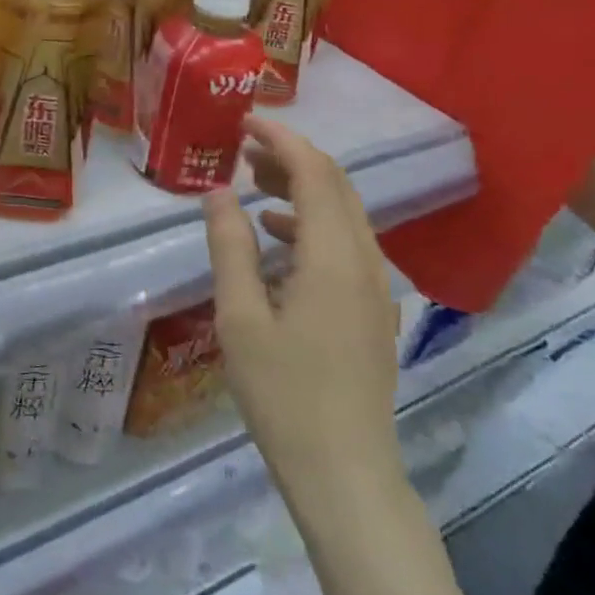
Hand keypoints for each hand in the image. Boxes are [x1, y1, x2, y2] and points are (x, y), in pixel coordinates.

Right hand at [204, 117, 404, 499]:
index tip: (244, 122)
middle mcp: (365, 261)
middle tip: (243, 150)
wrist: (345, 472)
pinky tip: (276, 239)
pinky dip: (312, 225)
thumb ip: (230, 247)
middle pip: (335, 187)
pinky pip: (346, 245)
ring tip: (253, 184)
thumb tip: (217, 193)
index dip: (281, 140)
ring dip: (302, 190)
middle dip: (292, 158)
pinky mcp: (373, 310)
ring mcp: (376, 287)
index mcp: (333, 257)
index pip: (314, 173)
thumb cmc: (283, 395)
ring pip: (344, 215)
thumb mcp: (239, 318)